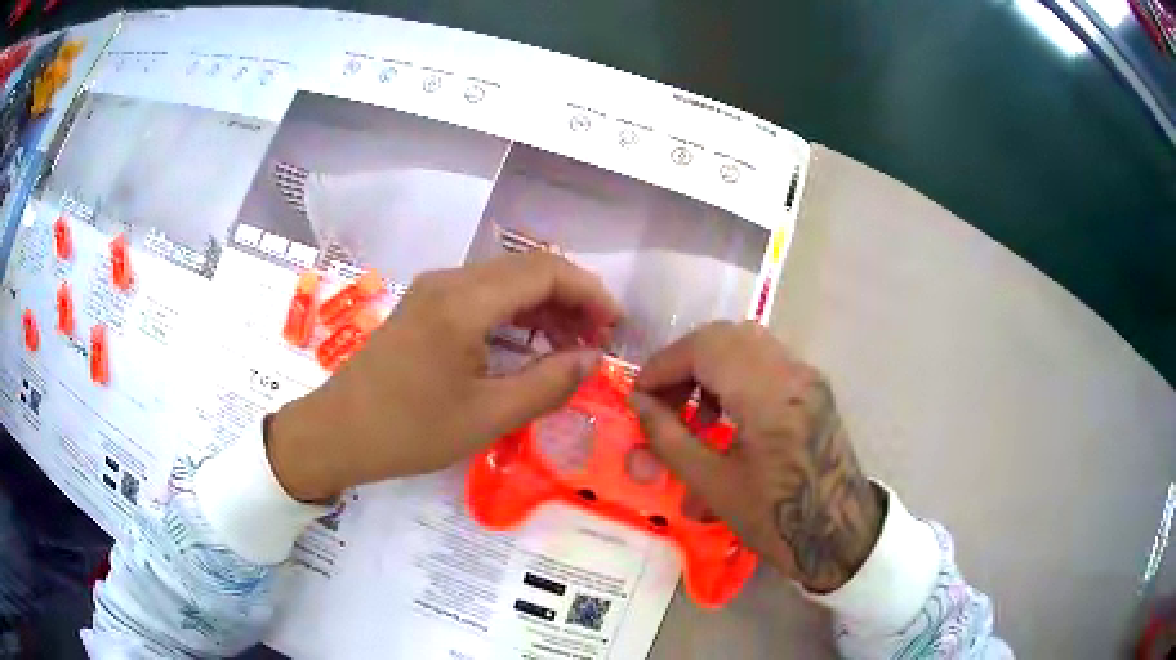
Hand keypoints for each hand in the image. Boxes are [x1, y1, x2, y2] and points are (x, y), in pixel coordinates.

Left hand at [267, 253, 620, 501]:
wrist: (337, 432)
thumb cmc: (409, 430)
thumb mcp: (487, 417)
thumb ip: (548, 384)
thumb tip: (594, 359)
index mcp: (464, 302)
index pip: (545, 272)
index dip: (589, 292)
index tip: (615, 326)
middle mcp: (450, 281)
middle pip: (527, 269)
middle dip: (571, 298)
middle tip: (598, 340)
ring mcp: (433, 290)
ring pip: (505, 280)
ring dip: (544, 305)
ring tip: (571, 346)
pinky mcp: (425, 306)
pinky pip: (482, 295)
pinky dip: (515, 313)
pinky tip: (529, 344)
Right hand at [630, 321, 882, 592]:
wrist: (839, 535)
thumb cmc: (775, 519)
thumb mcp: (713, 485)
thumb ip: (669, 438)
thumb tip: (639, 404)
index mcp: (767, 396)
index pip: (704, 348)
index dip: (662, 366)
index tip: (639, 398)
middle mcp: (791, 372)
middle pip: (725, 336)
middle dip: (684, 362)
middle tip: (663, 401)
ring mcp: (807, 376)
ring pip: (746, 343)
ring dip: (710, 366)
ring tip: (692, 411)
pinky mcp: (813, 387)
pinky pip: (766, 360)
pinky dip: (735, 374)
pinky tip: (726, 415)